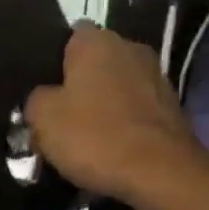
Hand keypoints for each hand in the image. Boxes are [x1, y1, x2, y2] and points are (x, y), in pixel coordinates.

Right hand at [24, 23, 200, 202]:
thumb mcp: (42, 118)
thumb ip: (35, 99)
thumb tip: (43, 98)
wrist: (162, 174)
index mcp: (96, 42)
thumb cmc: (95, 136)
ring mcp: (156, 77)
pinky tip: (109, 149)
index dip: (53, 59)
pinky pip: (135, 110)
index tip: (41, 86)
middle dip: (78, 84)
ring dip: (102, 105)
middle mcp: (130, 48)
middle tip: (57, 114)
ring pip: (116, 86)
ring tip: (83, 136)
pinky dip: (123, 124)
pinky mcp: (172, 108)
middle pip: (94, 62)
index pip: (69, 35)